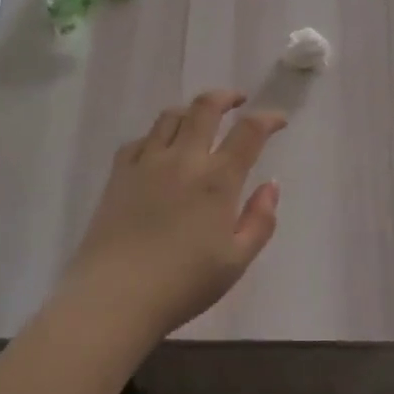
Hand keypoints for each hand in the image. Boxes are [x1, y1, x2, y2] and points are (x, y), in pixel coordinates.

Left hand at [65, 90, 286, 340]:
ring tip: (199, 119)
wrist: (114, 297)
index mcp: (217, 179)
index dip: (268, 118)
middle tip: (237, 100)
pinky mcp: (119, 175)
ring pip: (170, 116)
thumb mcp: (236, 261)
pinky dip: (155, 137)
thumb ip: (260, 221)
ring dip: (190, 110)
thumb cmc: (183, 284)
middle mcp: (184, 159)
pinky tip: (158, 150)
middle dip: (226, 96)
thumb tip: (271, 186)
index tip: (279, 120)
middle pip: (205, 107)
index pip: (249, 131)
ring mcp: (147, 163)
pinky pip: (139, 140)